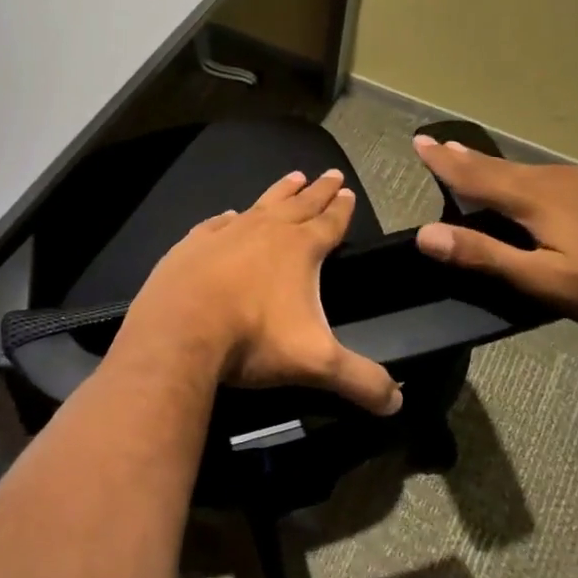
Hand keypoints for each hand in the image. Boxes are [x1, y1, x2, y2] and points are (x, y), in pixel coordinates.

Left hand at [115, 169, 402, 414]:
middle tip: (330, 174)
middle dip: (317, 191)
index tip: (348, 191)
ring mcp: (225, 233)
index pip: (330, 223)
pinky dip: (228, 217)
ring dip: (279, 192)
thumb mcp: (317, 363)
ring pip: (260, 205)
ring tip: (292, 177)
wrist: (181, 329)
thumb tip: (397, 403)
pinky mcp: (192, 244)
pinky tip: (230, 214)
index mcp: (300, 249)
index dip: (341, 209)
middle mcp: (265, 230)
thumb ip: (361, 380)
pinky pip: (217, 223)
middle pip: (299, 204)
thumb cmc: (254, 339)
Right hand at [411, 136, 577, 333]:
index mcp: (536, 199)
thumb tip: (425, 235)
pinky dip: (543, 178)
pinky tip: (551, 189)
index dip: (444, 161)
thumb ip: (483, 255)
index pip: (476, 175)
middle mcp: (561, 179)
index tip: (419, 141)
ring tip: (487, 167)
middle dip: (469, 158)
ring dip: (504, 168)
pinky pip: (568, 178)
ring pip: (537, 171)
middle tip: (443, 146)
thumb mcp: (542, 280)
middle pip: (503, 167)